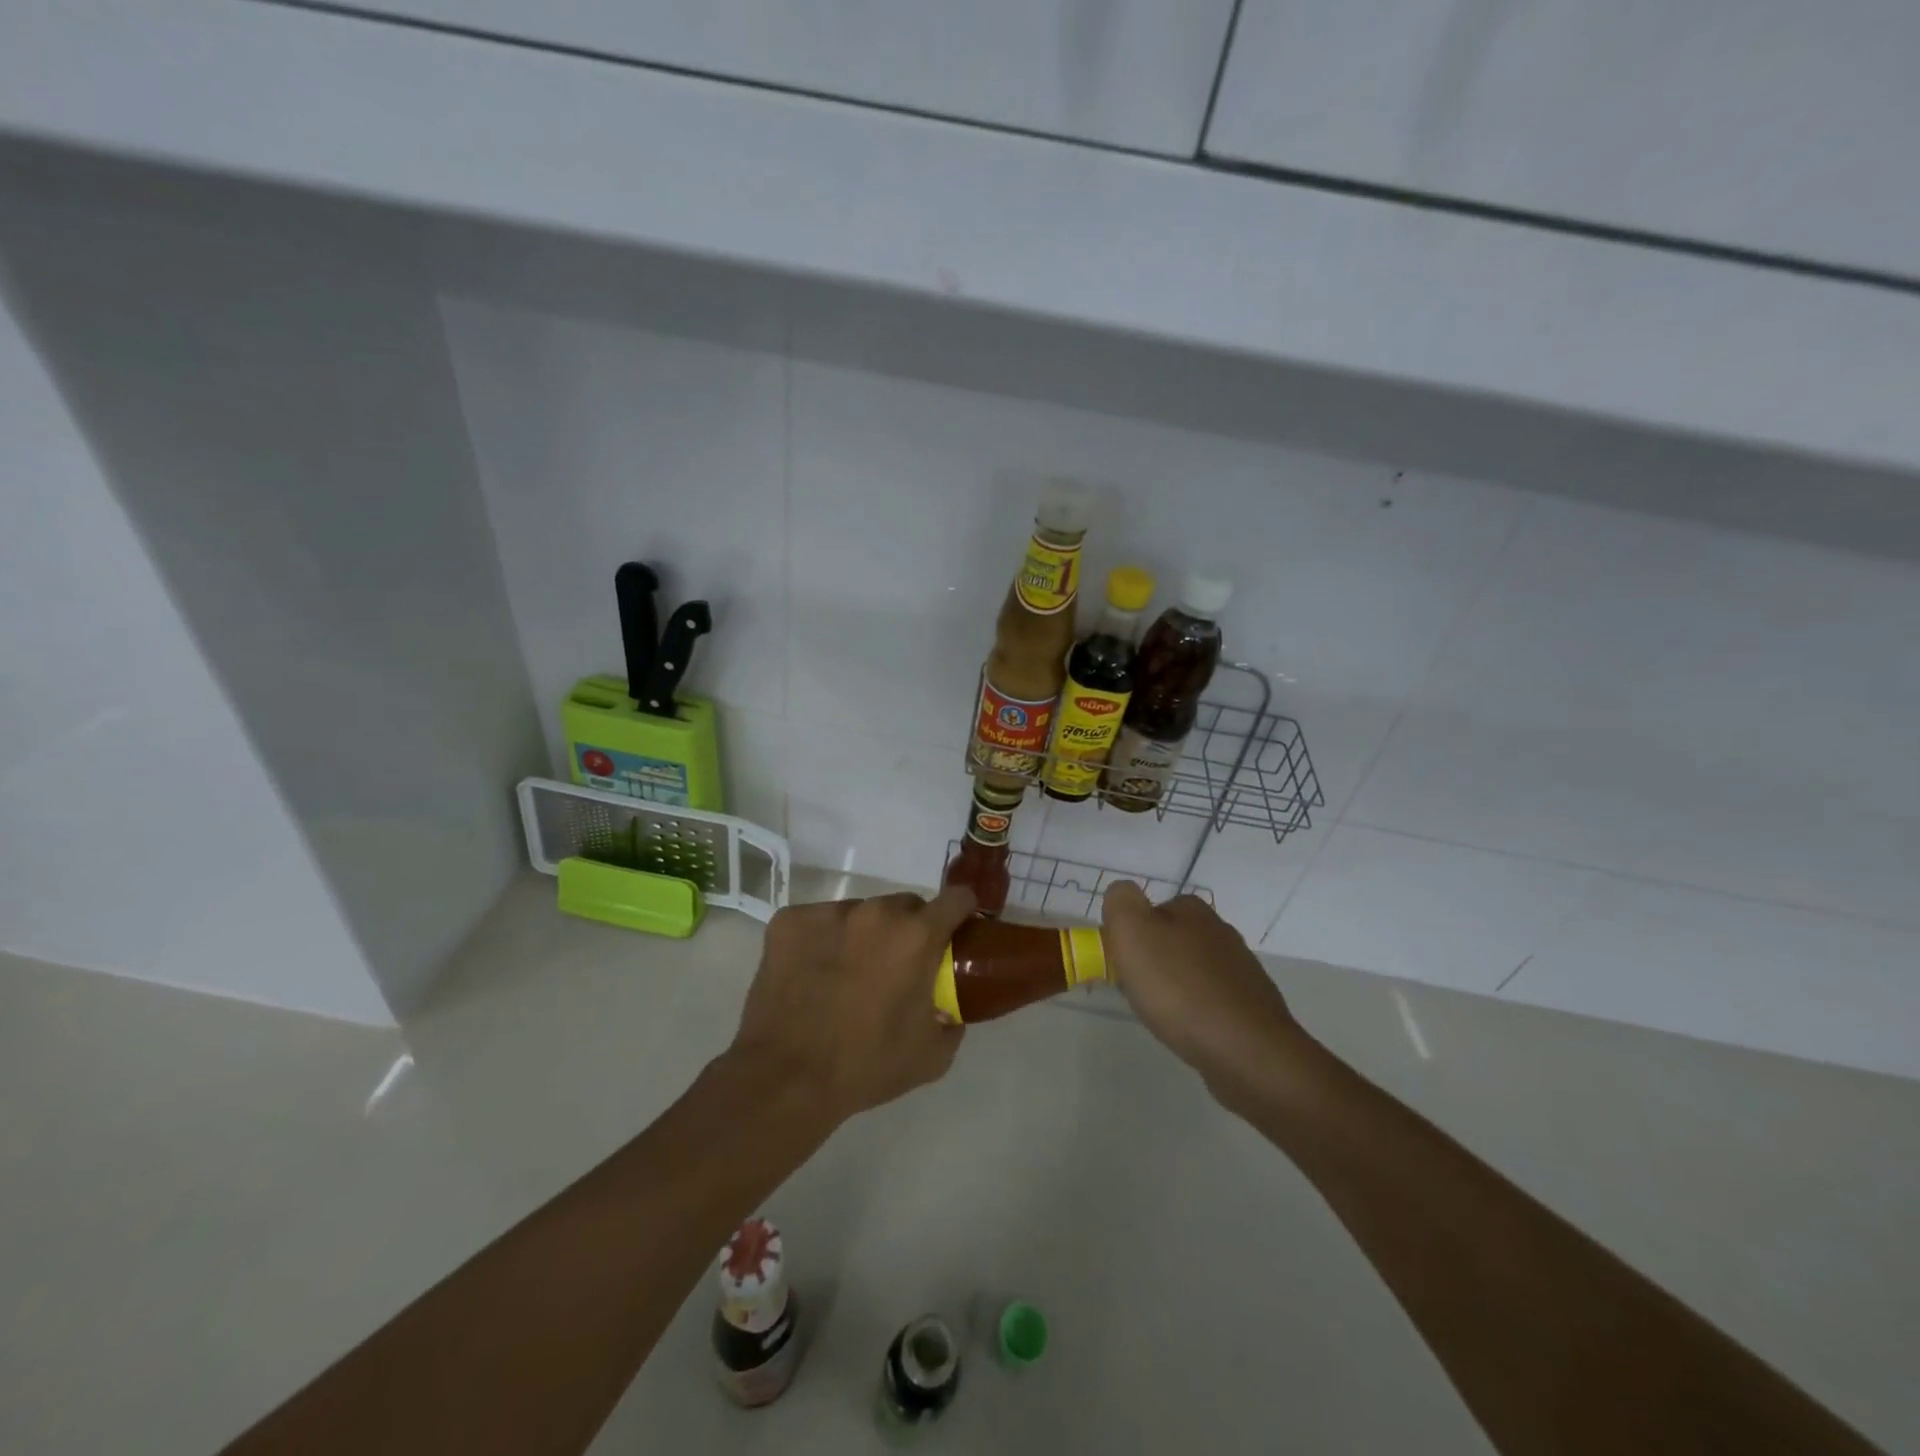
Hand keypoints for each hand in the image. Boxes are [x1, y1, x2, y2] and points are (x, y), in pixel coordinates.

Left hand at [727, 887, 973, 1126]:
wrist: (785, 1079)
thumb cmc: (866, 1066)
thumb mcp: (932, 1054)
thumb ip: (952, 1019)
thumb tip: (951, 1006)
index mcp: (916, 936)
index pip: (956, 898)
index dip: (961, 912)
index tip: (955, 931)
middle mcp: (875, 912)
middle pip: (904, 906)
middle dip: (907, 930)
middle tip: (896, 967)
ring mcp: (828, 912)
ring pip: (860, 913)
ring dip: (863, 935)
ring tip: (846, 975)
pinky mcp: (789, 920)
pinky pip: (818, 922)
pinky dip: (821, 941)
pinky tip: (812, 975)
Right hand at [1102, 882, 1306, 1106]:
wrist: (1247, 1051)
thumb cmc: (1180, 988)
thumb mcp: (1132, 933)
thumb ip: (1121, 902)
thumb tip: (1122, 893)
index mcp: (1192, 910)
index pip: (1152, 911)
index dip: (1132, 937)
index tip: (1124, 965)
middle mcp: (1221, 931)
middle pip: (1173, 940)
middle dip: (1154, 962)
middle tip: (1139, 992)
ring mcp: (1242, 968)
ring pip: (1194, 970)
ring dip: (1177, 987)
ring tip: (1164, 1015)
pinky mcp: (1254, 1005)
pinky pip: (1213, 999)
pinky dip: (1199, 1010)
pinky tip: (1192, 1030)